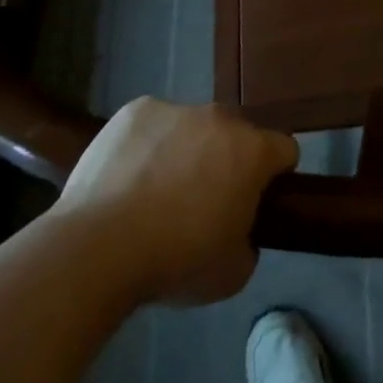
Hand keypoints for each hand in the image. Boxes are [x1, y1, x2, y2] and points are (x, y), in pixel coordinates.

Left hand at [55, 98, 297, 305]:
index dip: (275, 175)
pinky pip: (152, 124)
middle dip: (226, 160)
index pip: (284, 150)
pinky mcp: (136, 110)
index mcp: (252, 152)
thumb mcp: (233, 273)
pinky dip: (147, 145)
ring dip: (185, 150)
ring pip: (191, 127)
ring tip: (153, 193)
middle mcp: (221, 119)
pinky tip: (126, 178)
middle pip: (235, 134)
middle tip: (201, 202)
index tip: (256, 200)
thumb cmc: (176, 262)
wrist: (98, 249)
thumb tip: (237, 230)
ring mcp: (177, 109)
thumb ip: (248, 241)